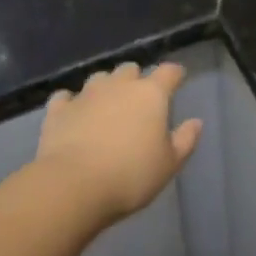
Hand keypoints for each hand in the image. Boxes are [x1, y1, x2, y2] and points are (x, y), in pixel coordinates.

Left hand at [36, 61, 201, 222]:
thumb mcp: (169, 165)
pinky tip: (72, 115)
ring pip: (99, 78)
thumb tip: (196, 122)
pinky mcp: (59, 109)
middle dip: (136, 79)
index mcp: (150, 94)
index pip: (168, 72)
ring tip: (106, 107)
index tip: (177, 80)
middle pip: (130, 69)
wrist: (73, 185)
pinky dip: (71, 103)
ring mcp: (86, 94)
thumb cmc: (131, 175)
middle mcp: (118, 85)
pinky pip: (66, 97)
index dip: (174, 74)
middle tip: (138, 100)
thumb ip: (185, 140)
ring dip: (105, 88)